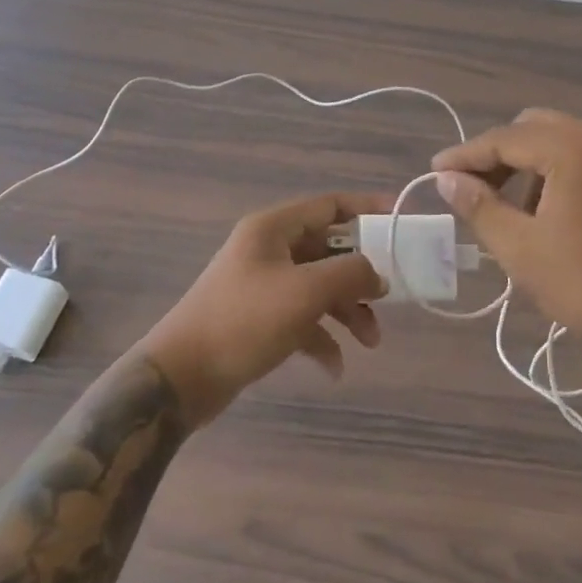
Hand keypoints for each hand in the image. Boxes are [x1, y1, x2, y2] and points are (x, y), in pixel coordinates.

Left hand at [139, 192, 389, 426]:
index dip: (367, 208)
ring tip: (370, 342)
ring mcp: (262, 285)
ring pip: (319, 288)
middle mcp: (268, 250)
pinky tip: (335, 367)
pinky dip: (322, 339)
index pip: (330, 205)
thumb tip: (377, 274)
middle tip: (388, 299)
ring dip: (347, 311)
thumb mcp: (305, 292)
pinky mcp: (258, 319)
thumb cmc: (244, 321)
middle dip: (361, 276)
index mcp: (273, 229)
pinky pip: (302, 320)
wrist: (181, 377)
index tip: (400, 221)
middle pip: (329, 250)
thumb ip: (350, 274)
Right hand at [432, 109, 581, 370]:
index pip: (505, 138)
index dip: (465, 156)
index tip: (435, 173)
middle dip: (498, 156)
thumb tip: (446, 179)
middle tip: (473, 191)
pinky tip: (550, 212)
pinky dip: (560, 172)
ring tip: (512, 211)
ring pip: (562, 141)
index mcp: (575, 147)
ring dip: (529, 165)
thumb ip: (479, 206)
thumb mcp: (522, 249)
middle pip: (534, 129)